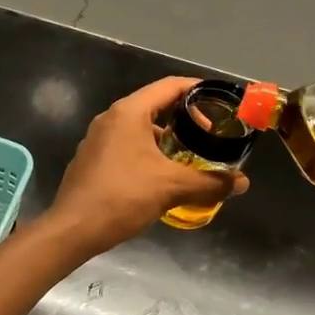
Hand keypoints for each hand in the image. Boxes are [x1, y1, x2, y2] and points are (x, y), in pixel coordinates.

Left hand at [45, 77, 248, 253]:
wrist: (73, 228)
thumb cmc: (122, 196)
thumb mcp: (171, 187)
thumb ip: (209, 183)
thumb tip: (241, 183)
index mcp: (129, 112)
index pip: (170, 86)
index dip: (198, 90)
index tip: (220, 102)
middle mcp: (111, 118)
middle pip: (155, 106)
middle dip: (185, 118)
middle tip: (209, 136)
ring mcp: (97, 139)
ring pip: (140, 129)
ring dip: (166, 139)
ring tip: (189, 159)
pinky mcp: (92, 159)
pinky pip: (127, 146)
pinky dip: (148, 152)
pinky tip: (161, 176)